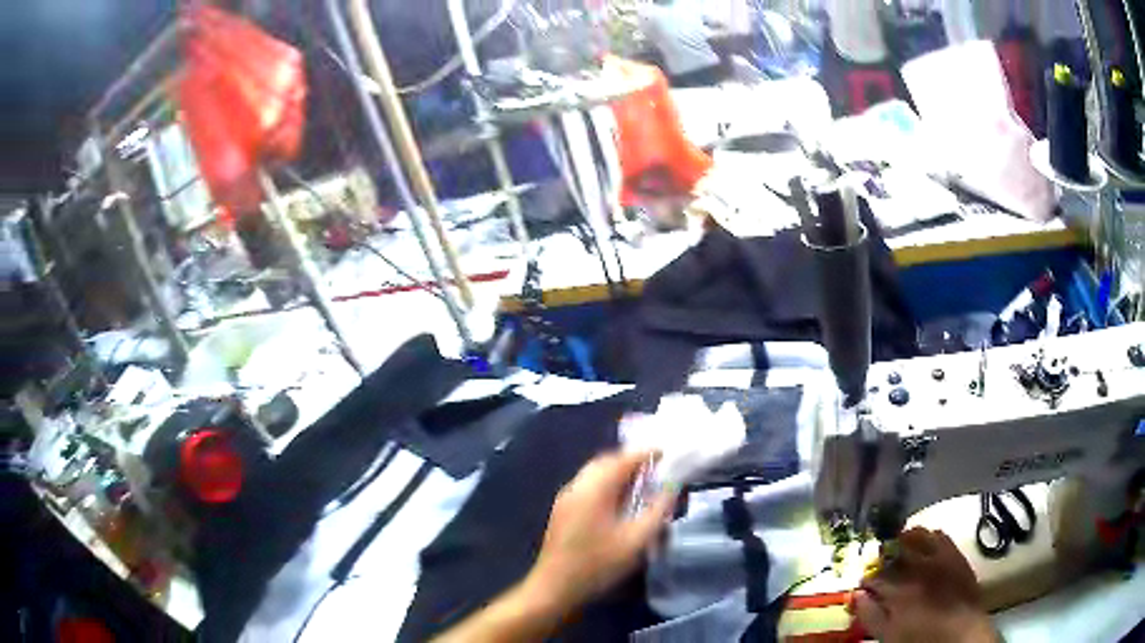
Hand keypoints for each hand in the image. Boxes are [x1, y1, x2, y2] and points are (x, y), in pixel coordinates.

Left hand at [523, 451, 675, 616]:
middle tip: (655, 469)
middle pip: (606, 461)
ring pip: (594, 473)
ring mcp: (566, 498)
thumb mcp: (636, 540)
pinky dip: (606, 485)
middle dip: (631, 461)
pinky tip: (618, 502)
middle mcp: (577, 486)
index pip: (623, 459)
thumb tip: (671, 487)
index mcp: (595, 488)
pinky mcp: (562, 511)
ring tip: (641, 485)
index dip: (645, 453)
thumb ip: (657, 510)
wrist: (555, 587)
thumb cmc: (598, 564)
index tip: (666, 453)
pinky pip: (587, 486)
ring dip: (617, 473)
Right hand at [851, 528, 998, 642]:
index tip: (864, 589)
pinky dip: (928, 537)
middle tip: (880, 569)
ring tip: (900, 550)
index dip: (866, 582)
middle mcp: (917, 565)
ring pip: (916, 536)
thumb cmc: (921, 639)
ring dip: (904, 541)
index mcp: (898, 588)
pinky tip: (924, 547)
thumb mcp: (889, 635)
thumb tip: (857, 596)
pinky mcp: (955, 553)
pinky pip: (939, 535)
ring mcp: (938, 556)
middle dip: (882, 559)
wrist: (962, 633)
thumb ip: (870, 615)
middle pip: (892, 552)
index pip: (874, 576)